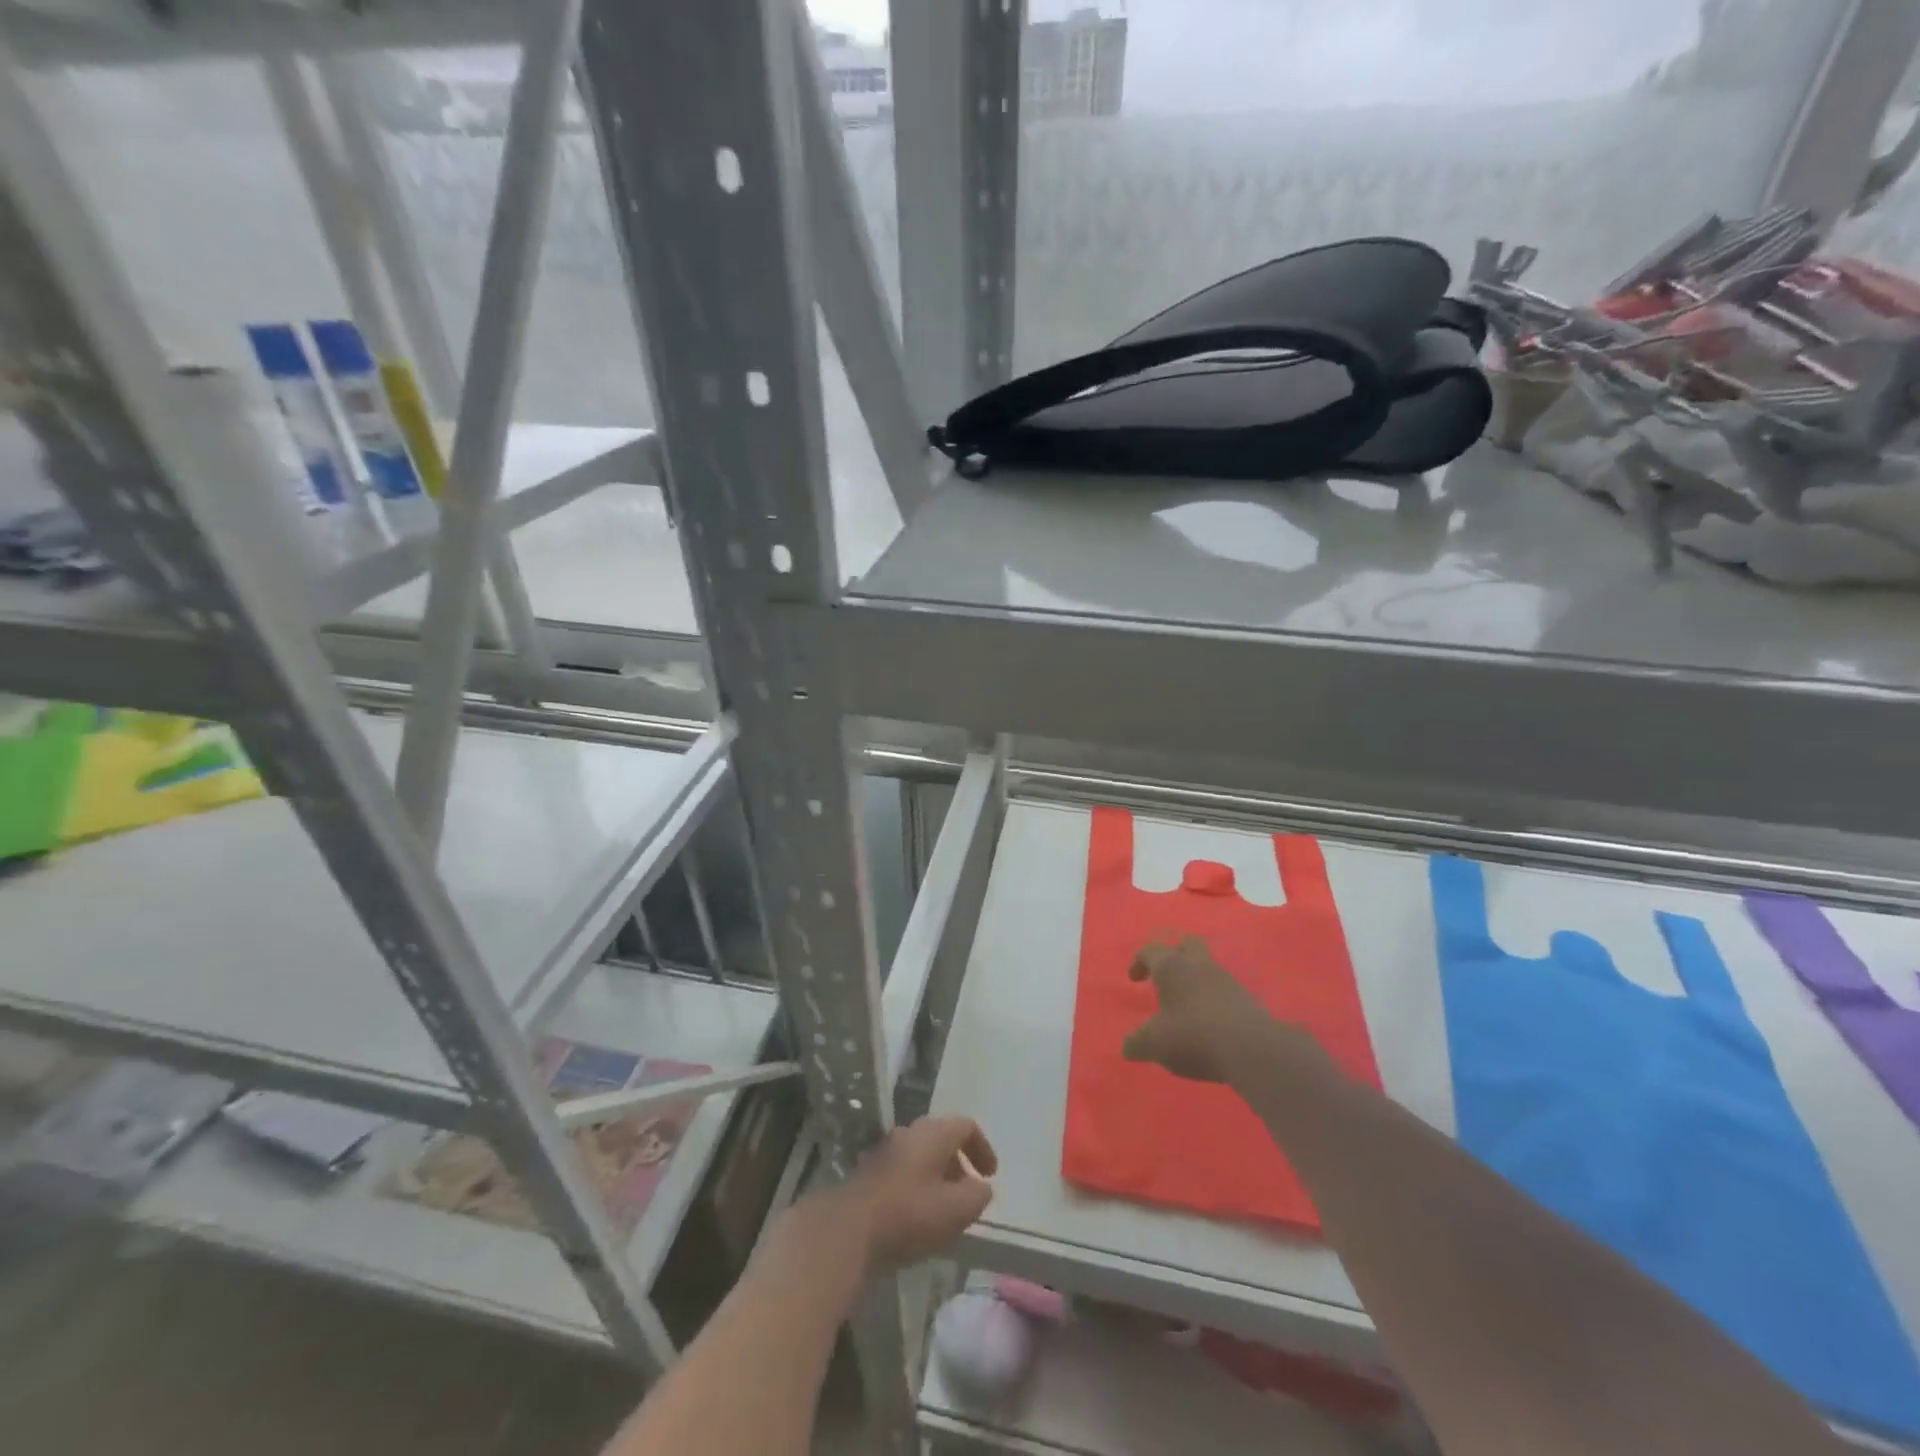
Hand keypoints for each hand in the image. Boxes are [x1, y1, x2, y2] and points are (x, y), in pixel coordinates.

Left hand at [837, 1116, 997, 1269]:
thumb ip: (977, 1196)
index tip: (990, 1176)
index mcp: (932, 1133)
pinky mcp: (870, 1172)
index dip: (983, 1147)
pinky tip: (916, 1216)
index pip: (966, 1125)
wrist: (847, 1228)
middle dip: (959, 1164)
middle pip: (942, 1138)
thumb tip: (982, 1187)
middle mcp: (909, 1132)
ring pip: (921, 1155)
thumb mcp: (955, 1210)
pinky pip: (904, 1170)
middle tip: (968, 1193)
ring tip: (944, 1209)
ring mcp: (886, 1150)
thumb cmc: (908, 1214)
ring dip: (938, 1176)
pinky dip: (918, 1186)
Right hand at [1122, 936, 1296, 1083]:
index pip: (1150, 951)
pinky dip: (1211, 998)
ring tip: (1185, 1004)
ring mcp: (1226, 978)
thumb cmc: (1193, 1035)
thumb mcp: (1154, 1044)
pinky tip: (1207, 1020)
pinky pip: (1222, 988)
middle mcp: (1198, 964)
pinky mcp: (1246, 998)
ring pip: (1206, 966)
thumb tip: (1128, 1047)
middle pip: (1185, 944)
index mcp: (1171, 966)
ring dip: (1194, 979)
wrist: (1252, 1049)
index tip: (1134, 979)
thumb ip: (1136, 1043)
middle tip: (1164, 977)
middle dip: (1173, 956)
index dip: (1139, 962)